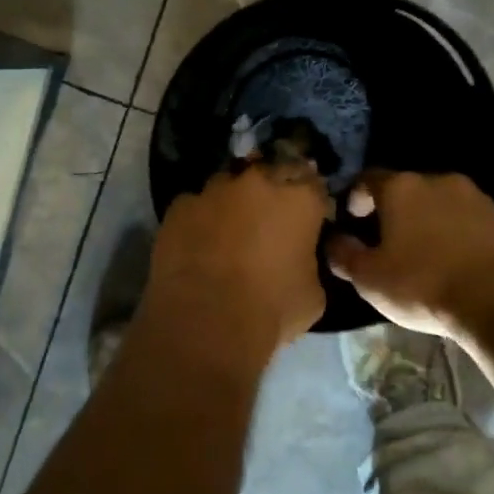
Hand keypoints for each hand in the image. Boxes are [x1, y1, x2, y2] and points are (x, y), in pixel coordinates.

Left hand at [145, 159, 333, 354]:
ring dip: (233, 201)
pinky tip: (198, 242)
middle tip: (269, 219)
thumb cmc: (271, 309)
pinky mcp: (179, 206)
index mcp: (300, 198)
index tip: (308, 219)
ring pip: (228, 185)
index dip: (311, 202)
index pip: (314, 185)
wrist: (206, 320)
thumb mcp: (313, 294)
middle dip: (272, 191)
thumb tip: (301, 262)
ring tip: (229, 229)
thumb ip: (310, 264)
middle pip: (271, 173)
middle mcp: (258, 182)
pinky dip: (200, 218)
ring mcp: (214, 190)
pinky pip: (195, 206)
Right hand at [327, 171, 493, 338]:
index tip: (351, 221)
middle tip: (383, 240)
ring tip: (418, 250)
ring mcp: (471, 195)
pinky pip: (461, 216)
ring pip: (435, 201)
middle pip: (403, 189)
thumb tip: (333, 241)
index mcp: (399, 187)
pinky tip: (447, 256)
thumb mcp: (368, 277)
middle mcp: (435, 179)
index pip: (366, 180)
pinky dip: (449, 230)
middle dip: (391, 210)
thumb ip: (343, 254)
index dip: (354, 198)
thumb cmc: (422, 283)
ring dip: (423, 219)